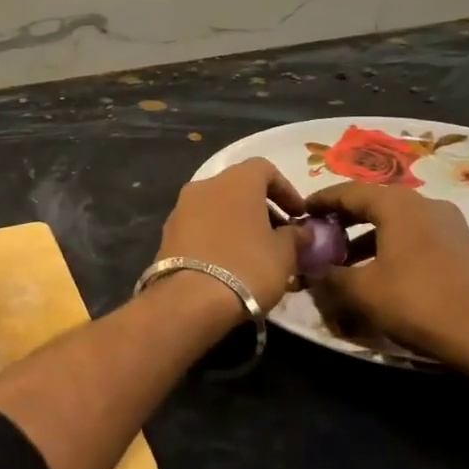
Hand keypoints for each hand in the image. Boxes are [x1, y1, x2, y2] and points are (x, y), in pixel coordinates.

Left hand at [156, 159, 304, 313]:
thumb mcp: (284, 254)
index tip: (298, 215)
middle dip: (261, 209)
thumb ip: (295, 236)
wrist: (191, 299)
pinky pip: (199, 226)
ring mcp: (181, 208)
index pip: (264, 169)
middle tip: (279, 236)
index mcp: (236, 180)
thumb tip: (301, 231)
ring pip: (217, 207)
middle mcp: (205, 185)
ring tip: (255, 253)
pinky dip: (216, 236)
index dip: (285, 190)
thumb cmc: (247, 266)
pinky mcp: (167, 233)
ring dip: (237, 223)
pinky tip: (228, 262)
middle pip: (238, 188)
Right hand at [305, 182, 468, 374]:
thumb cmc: (418, 303)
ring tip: (348, 263)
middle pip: (375, 203)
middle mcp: (425, 204)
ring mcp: (450, 224)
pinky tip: (384, 275)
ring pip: (397, 222)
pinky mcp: (464, 247)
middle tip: (322, 237)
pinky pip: (417, 237)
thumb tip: (311, 270)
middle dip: (345, 220)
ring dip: (368, 237)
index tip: (301, 211)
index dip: (321, 201)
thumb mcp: (362, 292)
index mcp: (398, 204)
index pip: (349, 191)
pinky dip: (393, 247)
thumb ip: (329, 276)